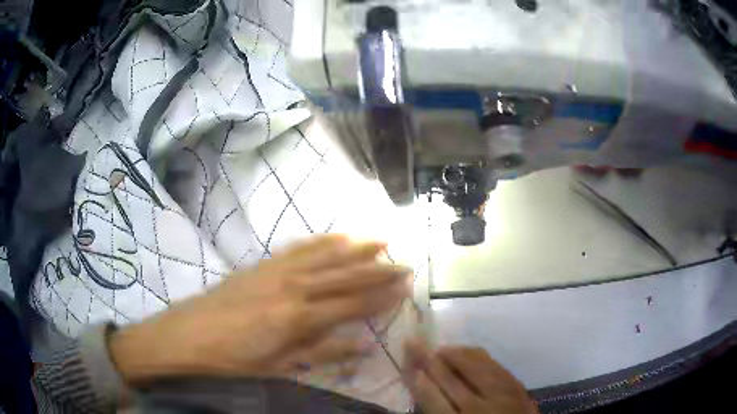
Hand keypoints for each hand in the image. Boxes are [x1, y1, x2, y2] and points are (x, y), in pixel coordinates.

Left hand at [109, 235, 411, 383]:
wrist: (180, 340)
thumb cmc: (230, 364)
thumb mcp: (278, 369)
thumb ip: (322, 354)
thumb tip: (363, 345)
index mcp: (298, 317)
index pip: (352, 304)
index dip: (381, 296)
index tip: (407, 286)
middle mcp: (290, 287)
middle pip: (343, 276)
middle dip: (377, 270)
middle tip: (405, 261)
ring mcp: (272, 273)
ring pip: (322, 256)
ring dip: (353, 248)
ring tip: (379, 238)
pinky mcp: (257, 267)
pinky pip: (295, 250)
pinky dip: (318, 242)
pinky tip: (331, 237)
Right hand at [404, 339, 537, 413]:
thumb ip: (437, 409)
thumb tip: (422, 384)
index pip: (432, 399)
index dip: (416, 379)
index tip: (404, 363)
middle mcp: (481, 408)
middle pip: (451, 379)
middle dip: (429, 359)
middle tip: (413, 342)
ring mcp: (503, 395)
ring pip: (475, 367)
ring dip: (454, 354)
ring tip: (438, 347)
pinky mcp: (516, 385)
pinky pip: (494, 364)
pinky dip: (476, 355)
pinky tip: (466, 351)